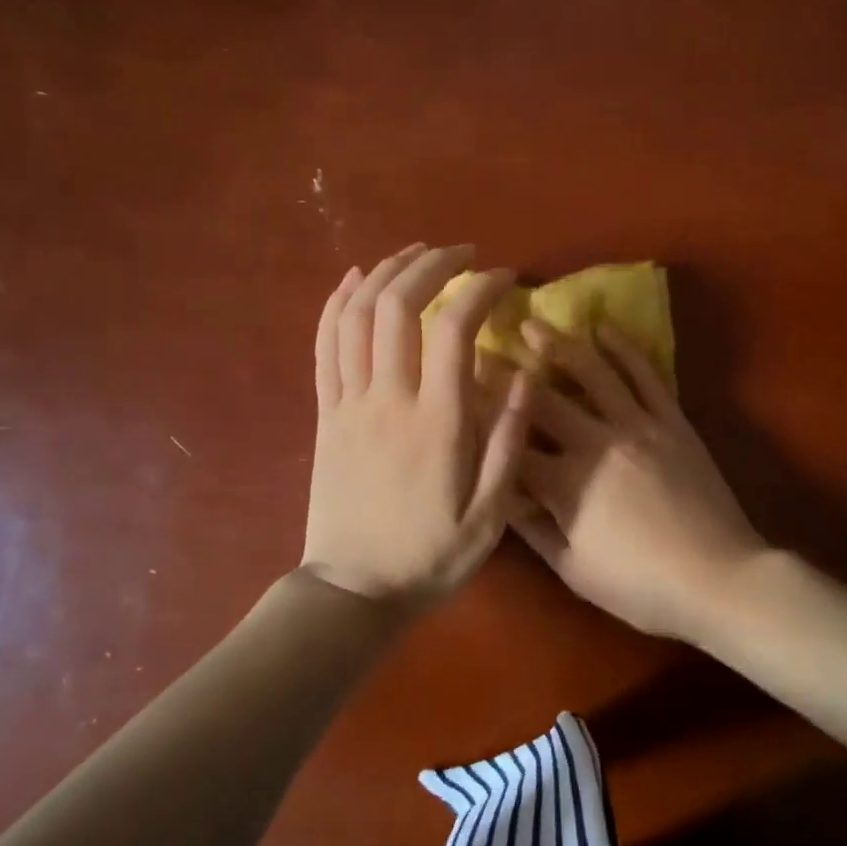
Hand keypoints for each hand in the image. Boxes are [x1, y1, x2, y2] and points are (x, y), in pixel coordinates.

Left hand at [302, 243, 530, 610]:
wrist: (352, 592)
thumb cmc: (429, 556)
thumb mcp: (490, 515)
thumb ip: (507, 442)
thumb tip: (523, 376)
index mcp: (436, 423)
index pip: (453, 328)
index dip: (478, 289)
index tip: (503, 278)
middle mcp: (388, 400)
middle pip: (397, 305)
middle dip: (430, 265)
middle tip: (461, 253)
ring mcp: (348, 404)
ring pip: (355, 316)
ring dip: (384, 273)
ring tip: (414, 254)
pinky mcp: (324, 415)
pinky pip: (323, 346)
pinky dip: (335, 304)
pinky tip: (354, 279)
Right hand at [511, 319, 765, 640]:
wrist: (718, 577)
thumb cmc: (641, 585)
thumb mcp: (575, 570)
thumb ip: (534, 530)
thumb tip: (500, 497)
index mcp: (566, 483)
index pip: (510, 445)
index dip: (480, 420)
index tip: (455, 395)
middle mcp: (596, 443)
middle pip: (542, 400)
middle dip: (507, 372)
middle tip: (481, 345)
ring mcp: (638, 426)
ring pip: (593, 373)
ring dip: (561, 344)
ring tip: (535, 322)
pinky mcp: (672, 421)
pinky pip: (646, 376)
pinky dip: (624, 349)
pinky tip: (605, 329)